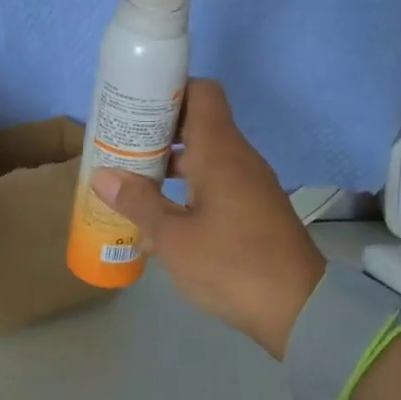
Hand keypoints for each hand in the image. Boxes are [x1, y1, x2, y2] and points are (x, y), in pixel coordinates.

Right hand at [89, 79, 325, 358]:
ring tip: (131, 185)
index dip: (169, 90)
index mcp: (219, 151)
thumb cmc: (230, 263)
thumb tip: (101, 175)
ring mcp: (249, 185)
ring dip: (169, 167)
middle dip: (157, 133)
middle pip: (197, 125)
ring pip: (204, 158)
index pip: (201, 92)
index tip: (136, 105)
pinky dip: (187, 191)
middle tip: (120, 146)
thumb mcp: (173, 237)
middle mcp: (237, 158)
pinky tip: (161, 222)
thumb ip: (137, 202)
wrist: (299, 310)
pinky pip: (216, 185)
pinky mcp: (254, 210)